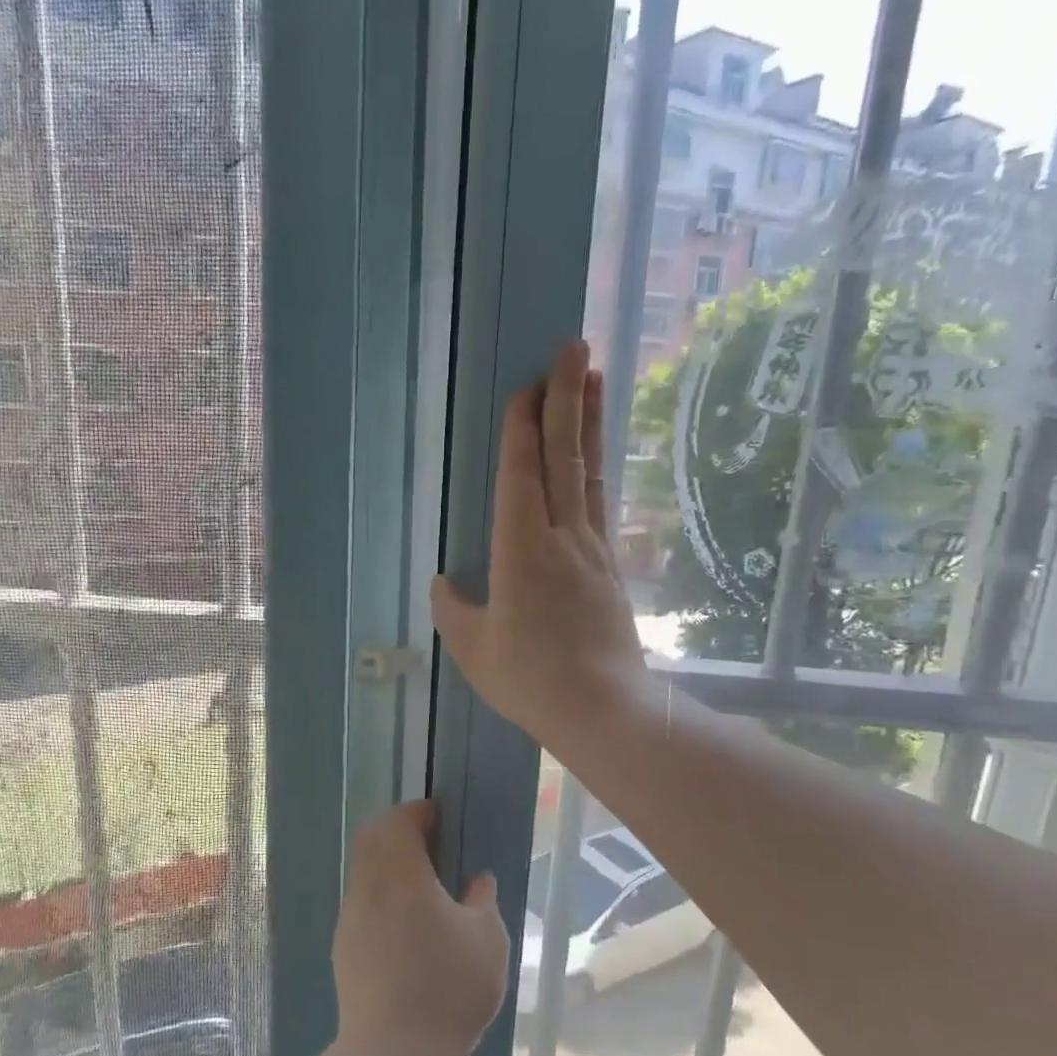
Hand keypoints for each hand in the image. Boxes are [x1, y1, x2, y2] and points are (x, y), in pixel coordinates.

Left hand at [333, 800, 507, 1055]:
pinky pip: (360, 901)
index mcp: (402, 875)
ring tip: (419, 882)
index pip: (399, 822)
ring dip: (386, 863)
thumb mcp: (487, 941)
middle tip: (428, 840)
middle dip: (396, 829)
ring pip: (363, 870)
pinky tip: (404, 922)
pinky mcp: (343, 946)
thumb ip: (483, 901)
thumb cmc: (447, 990)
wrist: (393, 1054)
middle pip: (372, 838)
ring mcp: (351, 917)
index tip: (438, 815)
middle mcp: (369, 887)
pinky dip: (380, 893)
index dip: (418, 812)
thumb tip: (477, 882)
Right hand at [431, 340, 650, 754]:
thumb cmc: (530, 679)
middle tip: (575, 347)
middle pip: (564, 457)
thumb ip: (454, 609)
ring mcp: (593, 549)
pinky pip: (600, 503)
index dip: (523, 427)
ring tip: (596, 377)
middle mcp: (563, 537)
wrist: (604, 708)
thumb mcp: (474, 648)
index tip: (528, 384)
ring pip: (589, 473)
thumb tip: (446, 582)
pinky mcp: (610, 567)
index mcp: (523, 550)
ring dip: (589, 423)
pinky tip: (594, 455)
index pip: (523, 475)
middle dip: (567, 399)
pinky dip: (595, 468)